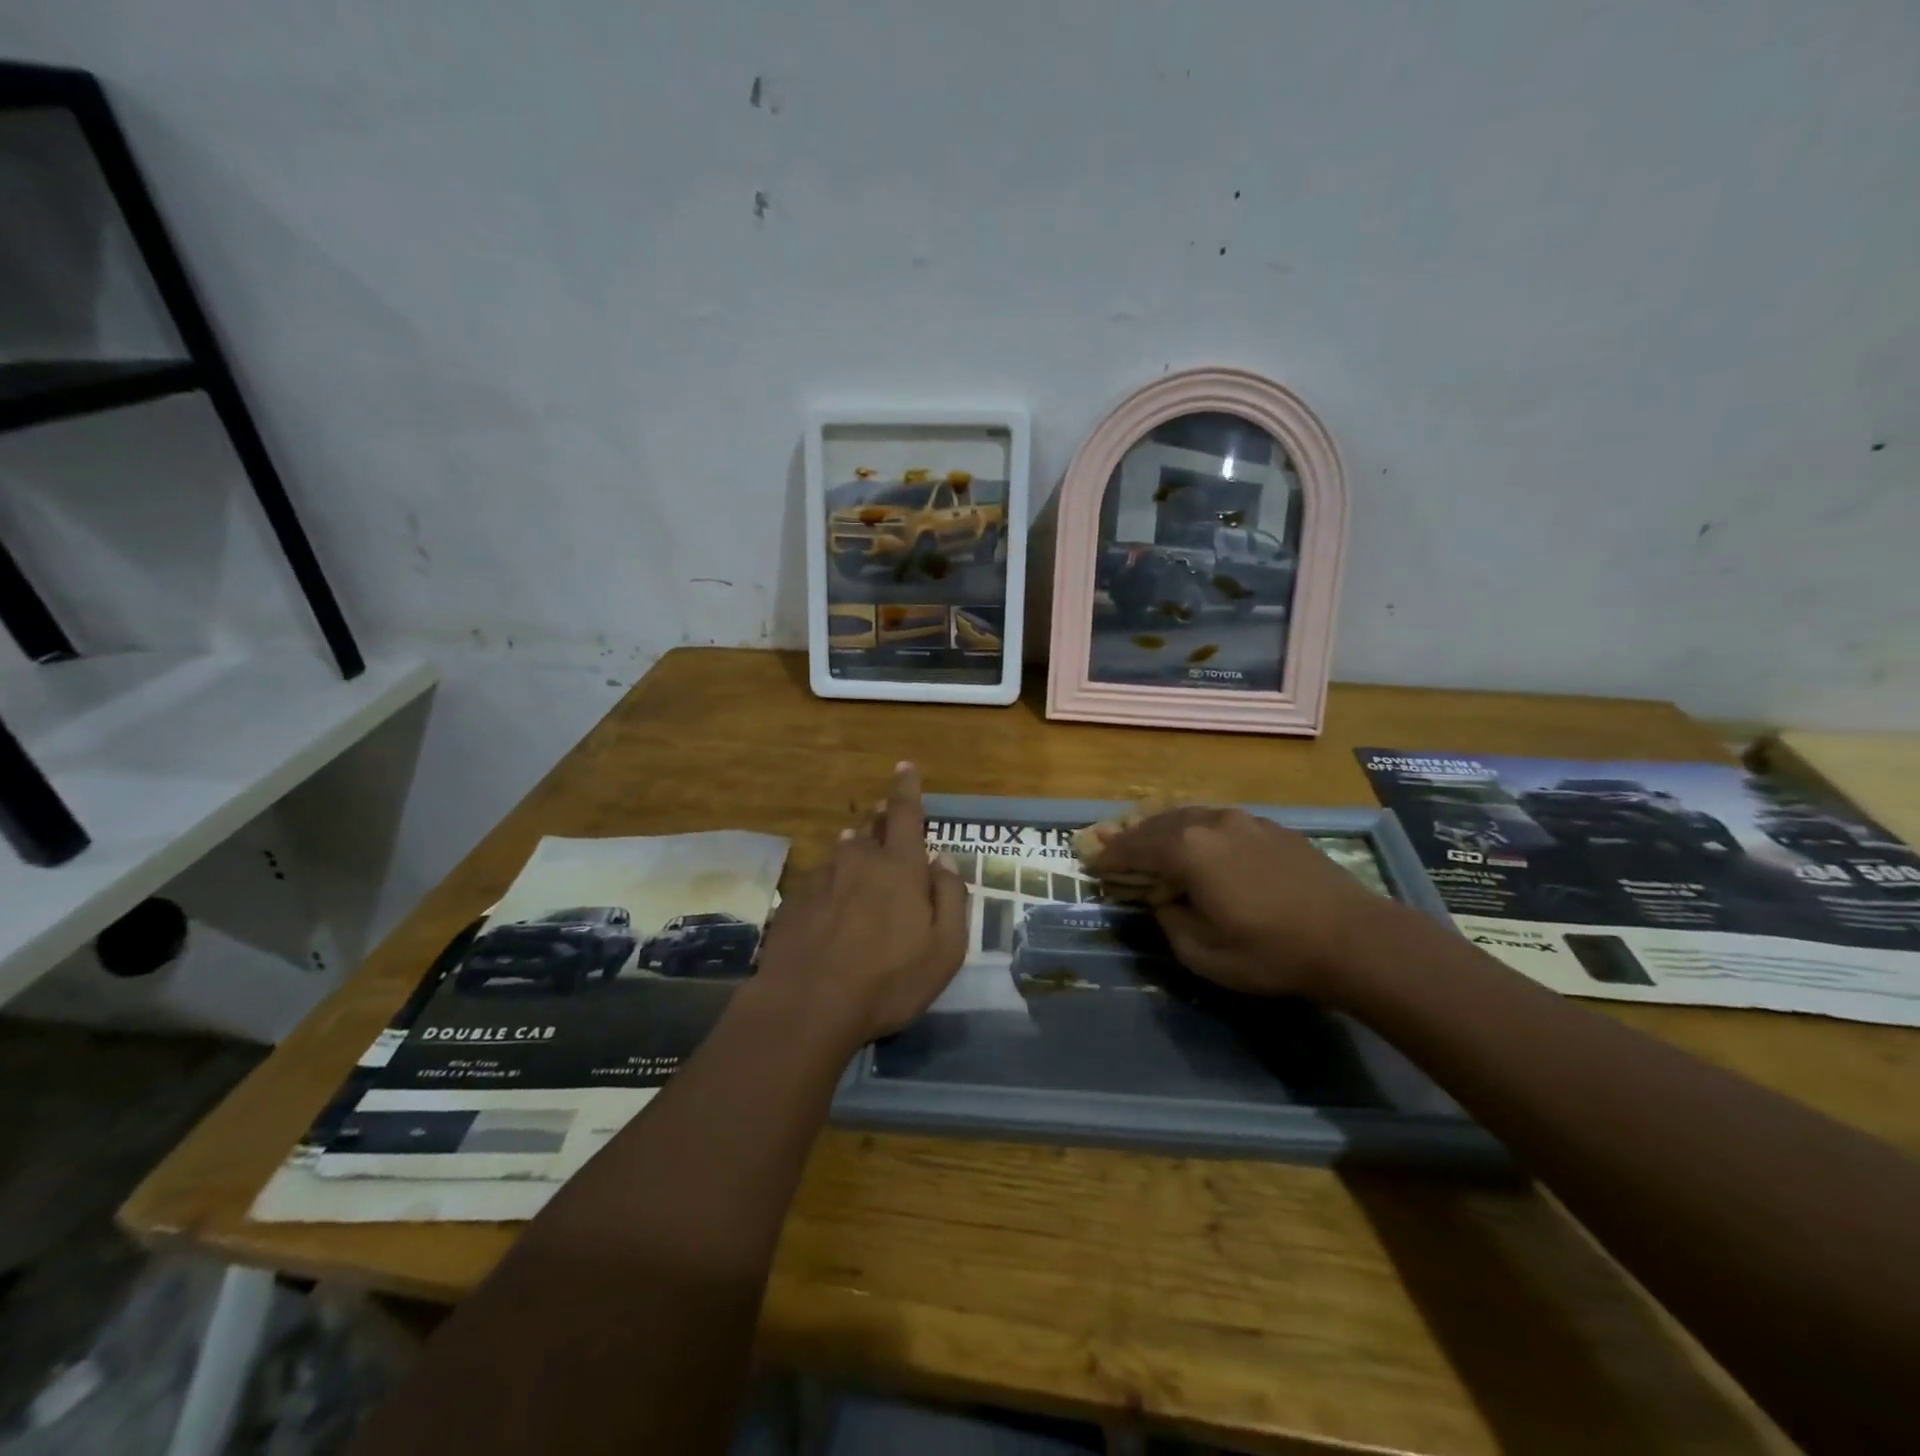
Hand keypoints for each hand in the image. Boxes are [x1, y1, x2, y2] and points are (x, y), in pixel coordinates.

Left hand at [754, 763, 969, 1043]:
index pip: (906, 814)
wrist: (806, 1006)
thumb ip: (951, 898)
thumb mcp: (944, 949)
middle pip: (872, 830)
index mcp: (899, 868)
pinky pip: (821, 879)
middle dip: (882, 820)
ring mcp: (822, 879)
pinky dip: (832, 881)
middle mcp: (859, 861)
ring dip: (856, 849)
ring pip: (844, 853)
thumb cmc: (888, 980)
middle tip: (886, 817)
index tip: (904, 766)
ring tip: (860, 854)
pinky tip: (832, 903)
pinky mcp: (795, 901)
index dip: (907, 788)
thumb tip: (943, 861)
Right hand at [1093, 806, 1388, 997]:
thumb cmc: (1270, 951)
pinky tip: (1198, 841)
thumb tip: (1163, 902)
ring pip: (1189, 816)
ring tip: (1148, 836)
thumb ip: (1170, 922)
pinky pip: (1217, 821)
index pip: (1135, 848)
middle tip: (1110, 841)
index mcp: (1187, 851)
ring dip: (1163, 827)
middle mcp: (1210, 824)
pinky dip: (1195, 829)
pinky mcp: (1270, 828)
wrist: (1352, 937)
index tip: (1091, 862)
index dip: (1110, 857)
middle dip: (1131, 834)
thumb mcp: (1203, 953)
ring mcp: (1243, 821)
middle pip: (1158, 824)